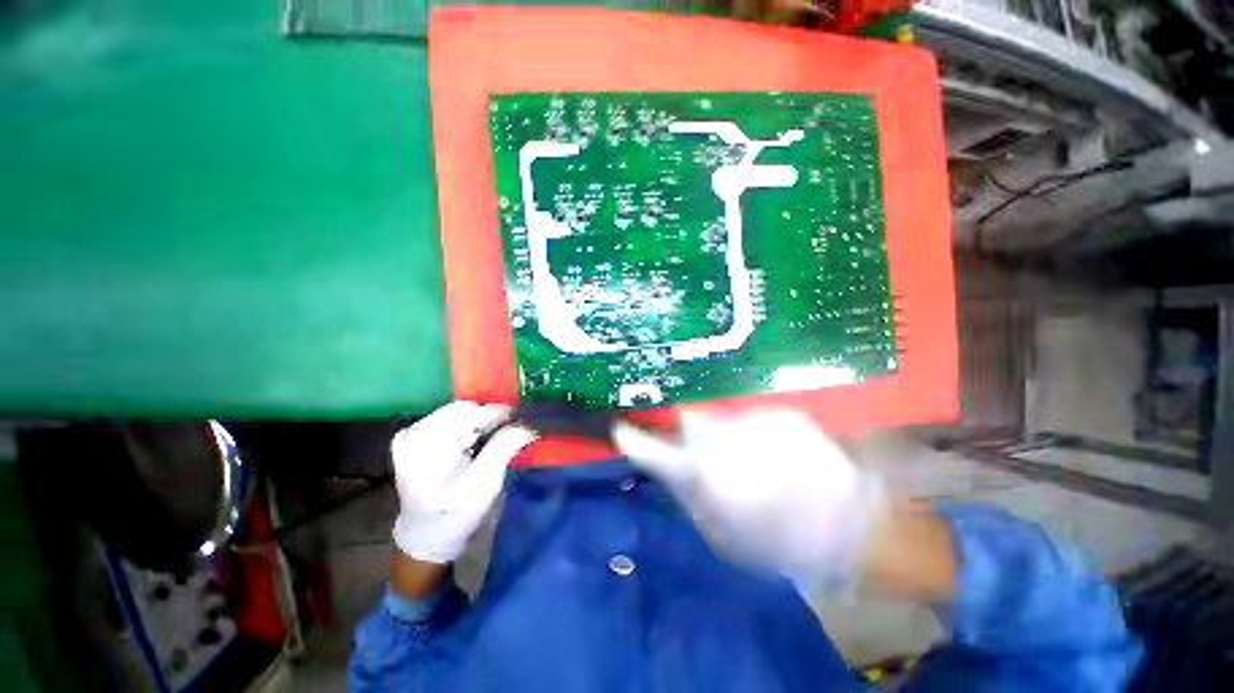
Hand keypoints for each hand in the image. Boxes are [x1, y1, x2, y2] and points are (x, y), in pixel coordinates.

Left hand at [391, 401, 535, 563]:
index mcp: (430, 448)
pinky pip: (437, 421)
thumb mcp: (486, 486)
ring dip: (471, 422)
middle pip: (459, 410)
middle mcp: (413, 434)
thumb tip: (527, 424)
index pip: (471, 415)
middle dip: (485, 418)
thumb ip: (504, 449)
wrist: (426, 534)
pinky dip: (455, 428)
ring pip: (449, 413)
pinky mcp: (404, 438)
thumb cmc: (459, 515)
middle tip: (508, 431)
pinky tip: (464, 446)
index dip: (500, 414)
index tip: (522, 420)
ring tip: (487, 441)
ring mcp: (406, 434)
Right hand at [613, 409, 886, 582]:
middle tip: (699, 461)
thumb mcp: (719, 537)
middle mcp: (723, 435)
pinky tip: (774, 460)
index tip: (621, 430)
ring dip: (724, 438)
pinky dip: (755, 437)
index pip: (650, 446)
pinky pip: (756, 422)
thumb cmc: (775, 543)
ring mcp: (757, 419)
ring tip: (747, 466)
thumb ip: (689, 499)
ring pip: (723, 422)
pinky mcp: (787, 414)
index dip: (633, 438)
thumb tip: (670, 473)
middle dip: (686, 437)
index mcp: (701, 471)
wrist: (842, 523)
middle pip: (689, 423)